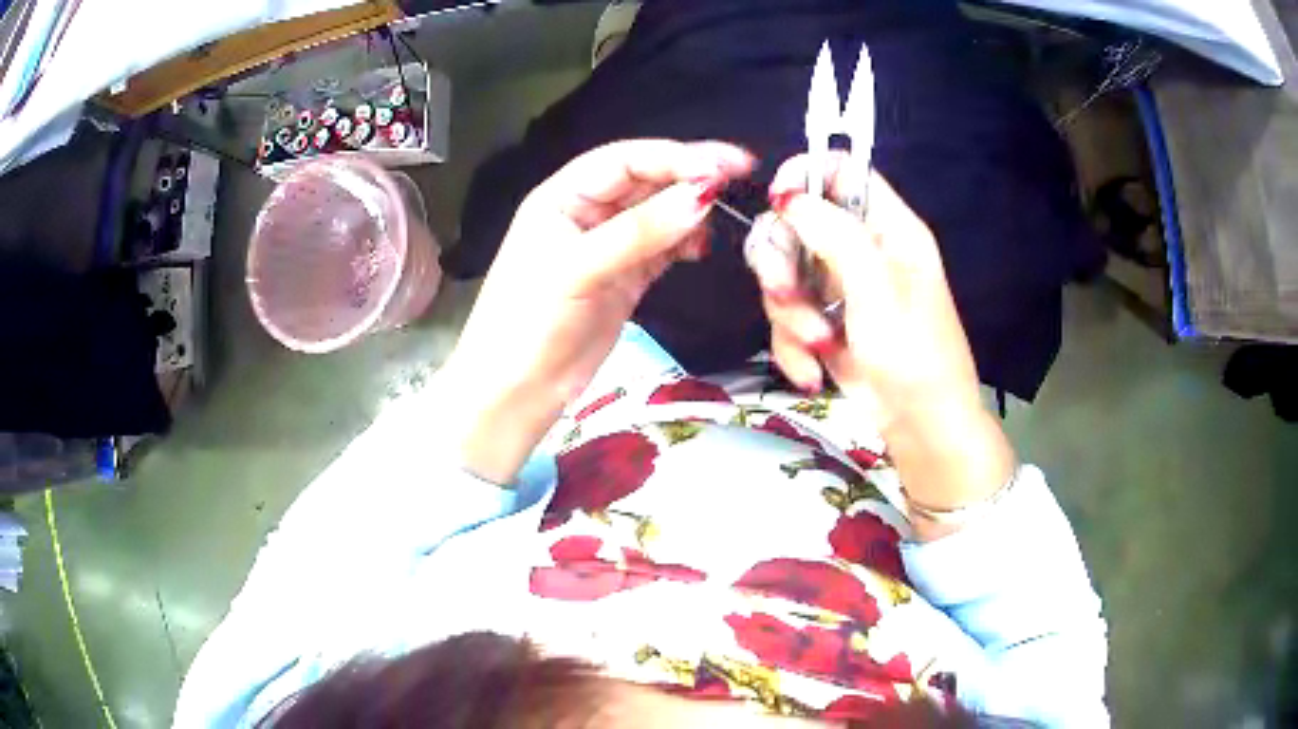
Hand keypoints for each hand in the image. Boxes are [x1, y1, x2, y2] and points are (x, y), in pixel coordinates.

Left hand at [443, 140, 754, 482]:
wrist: (515, 392)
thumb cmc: (528, 324)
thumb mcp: (577, 270)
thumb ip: (639, 232)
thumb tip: (702, 197)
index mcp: (562, 197)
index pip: (625, 161)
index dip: (674, 156)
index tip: (723, 165)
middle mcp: (586, 214)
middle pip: (645, 181)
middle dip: (690, 175)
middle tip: (741, 174)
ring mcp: (608, 247)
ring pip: (658, 214)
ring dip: (690, 210)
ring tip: (725, 213)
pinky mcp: (625, 279)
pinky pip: (663, 249)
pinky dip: (685, 243)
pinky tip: (703, 246)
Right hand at [746, 153, 1012, 538]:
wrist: (921, 428)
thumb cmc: (915, 357)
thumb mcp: (878, 292)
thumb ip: (835, 235)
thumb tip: (790, 198)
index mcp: (888, 228)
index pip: (841, 170)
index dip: (805, 176)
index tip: (778, 205)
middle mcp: (861, 249)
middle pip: (796, 224)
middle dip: (783, 264)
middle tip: (788, 296)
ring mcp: (840, 286)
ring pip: (784, 273)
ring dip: (789, 315)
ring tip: (817, 347)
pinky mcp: (825, 321)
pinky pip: (787, 315)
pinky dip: (792, 345)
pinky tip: (812, 370)